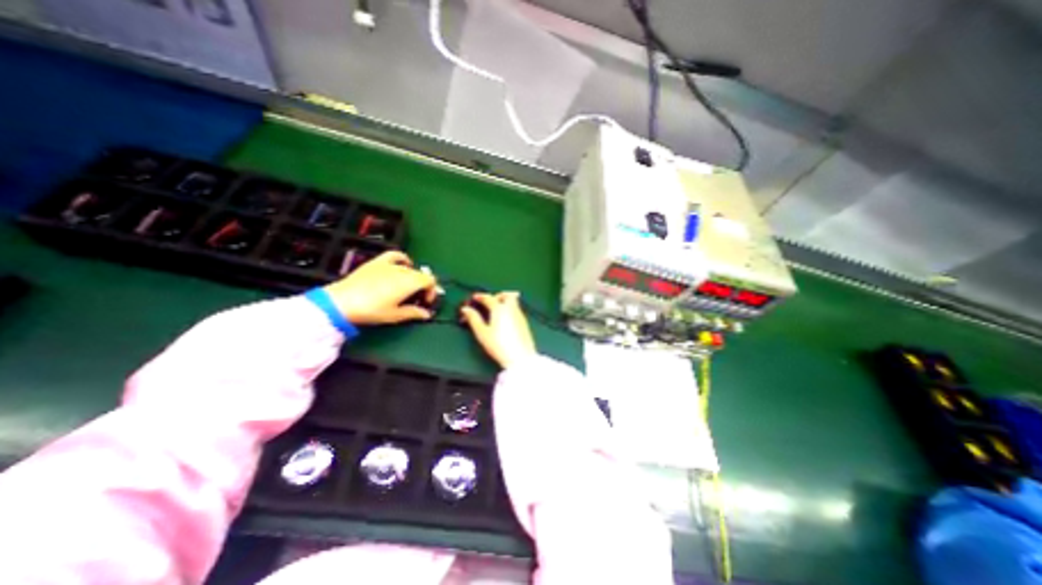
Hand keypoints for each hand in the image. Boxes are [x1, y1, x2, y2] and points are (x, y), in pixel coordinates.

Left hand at [324, 249, 439, 325]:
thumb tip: (427, 314)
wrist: (342, 302)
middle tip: (416, 299)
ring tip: (407, 288)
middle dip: (423, 286)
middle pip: (421, 275)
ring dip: (413, 277)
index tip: (425, 302)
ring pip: (410, 268)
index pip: (430, 281)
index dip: (432, 291)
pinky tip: (402, 265)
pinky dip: (403, 259)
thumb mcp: (395, 315)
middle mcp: (403, 270)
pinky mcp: (377, 262)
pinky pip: (395, 255)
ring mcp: (390, 264)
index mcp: (410, 282)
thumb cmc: (372, 310)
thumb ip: (414, 313)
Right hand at [459, 293, 536, 368]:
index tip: (475, 297)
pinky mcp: (525, 323)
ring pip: (514, 302)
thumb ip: (473, 319)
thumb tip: (466, 309)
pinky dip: (510, 310)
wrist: (520, 357)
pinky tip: (505, 320)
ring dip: (505, 302)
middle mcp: (511, 309)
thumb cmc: (499, 345)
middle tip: (490, 301)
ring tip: (497, 311)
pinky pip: (517, 310)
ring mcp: (520, 316)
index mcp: (499, 309)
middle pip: (508, 295)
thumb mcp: (482, 333)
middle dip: (498, 295)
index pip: (489, 298)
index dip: (480, 296)